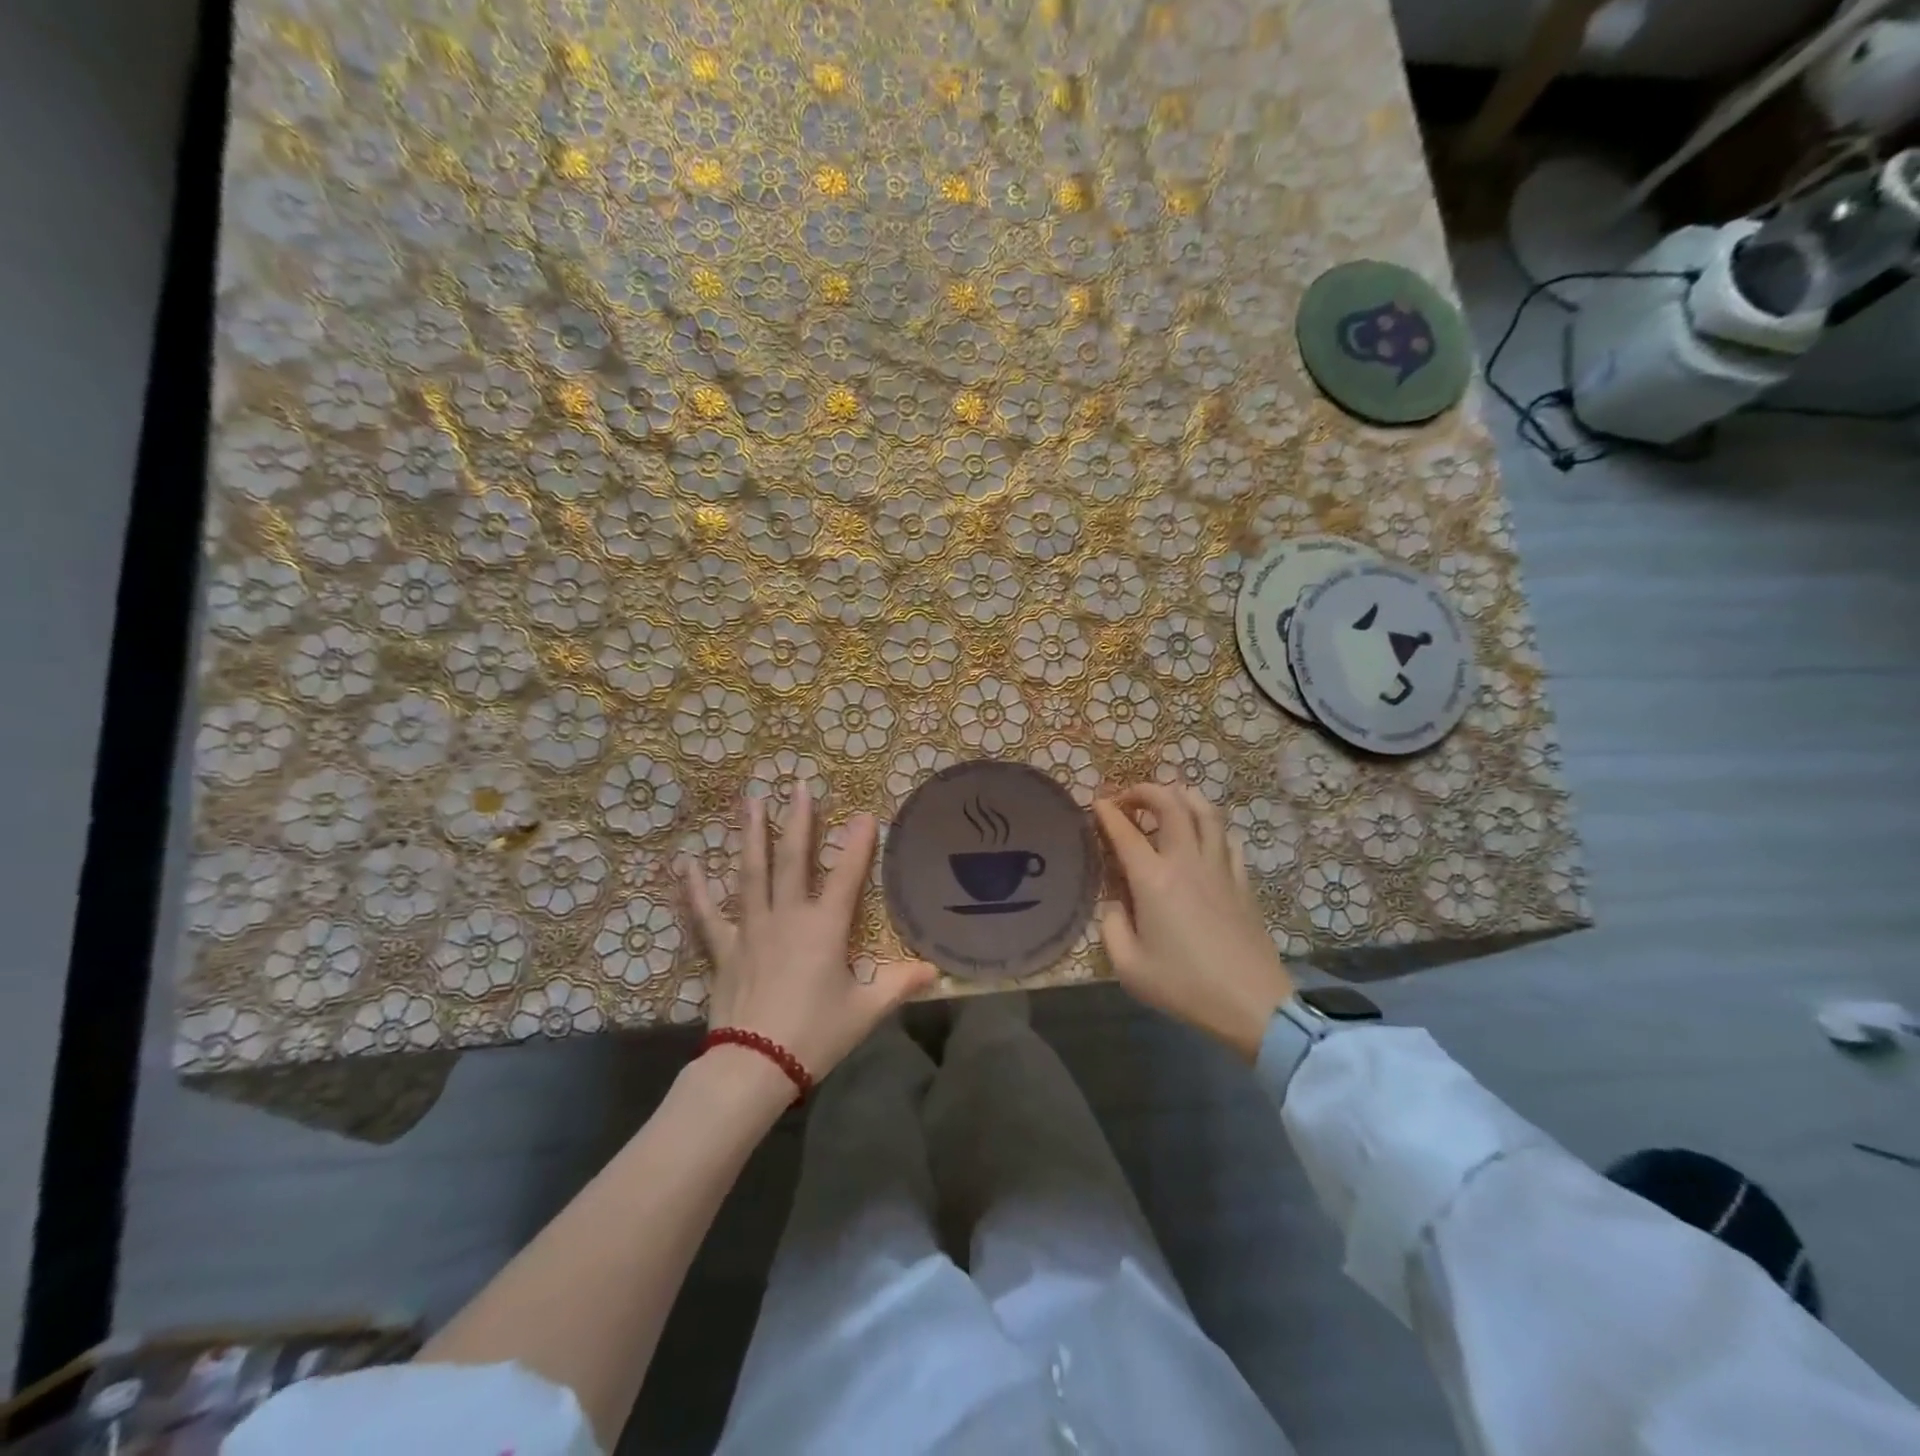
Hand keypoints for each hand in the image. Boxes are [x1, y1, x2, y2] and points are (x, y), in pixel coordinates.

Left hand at [680, 786, 935, 1083]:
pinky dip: (695, 888)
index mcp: (825, 928)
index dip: (858, 843)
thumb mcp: (865, 1011)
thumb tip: (935, 971)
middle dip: (799, 820)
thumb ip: (899, 984)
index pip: (847, 876)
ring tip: (751, 801)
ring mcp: (751, 928)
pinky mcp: (725, 948)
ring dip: (752, 835)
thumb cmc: (815, 1035)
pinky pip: (707, 913)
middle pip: (794, 860)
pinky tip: (687, 862)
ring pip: (752, 873)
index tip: (864, 813)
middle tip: (798, 786)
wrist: (755, 1065)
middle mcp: (787, 917)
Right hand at [1092, 784, 1294, 1062]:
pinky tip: (1203, 835)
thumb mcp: (1129, 966)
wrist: (1251, 1004)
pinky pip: (1226, 837)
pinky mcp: (1242, 881)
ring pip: (1206, 811)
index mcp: (1153, 880)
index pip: (1125, 831)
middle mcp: (1186, 861)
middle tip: (1129, 798)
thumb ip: (1111, 926)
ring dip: (1183, 797)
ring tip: (1168, 800)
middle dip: (1146, 791)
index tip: (1096, 803)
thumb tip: (1114, 902)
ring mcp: (1219, 867)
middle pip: (1171, 804)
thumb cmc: (1184, 986)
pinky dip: (1210, 825)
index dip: (1107, 812)